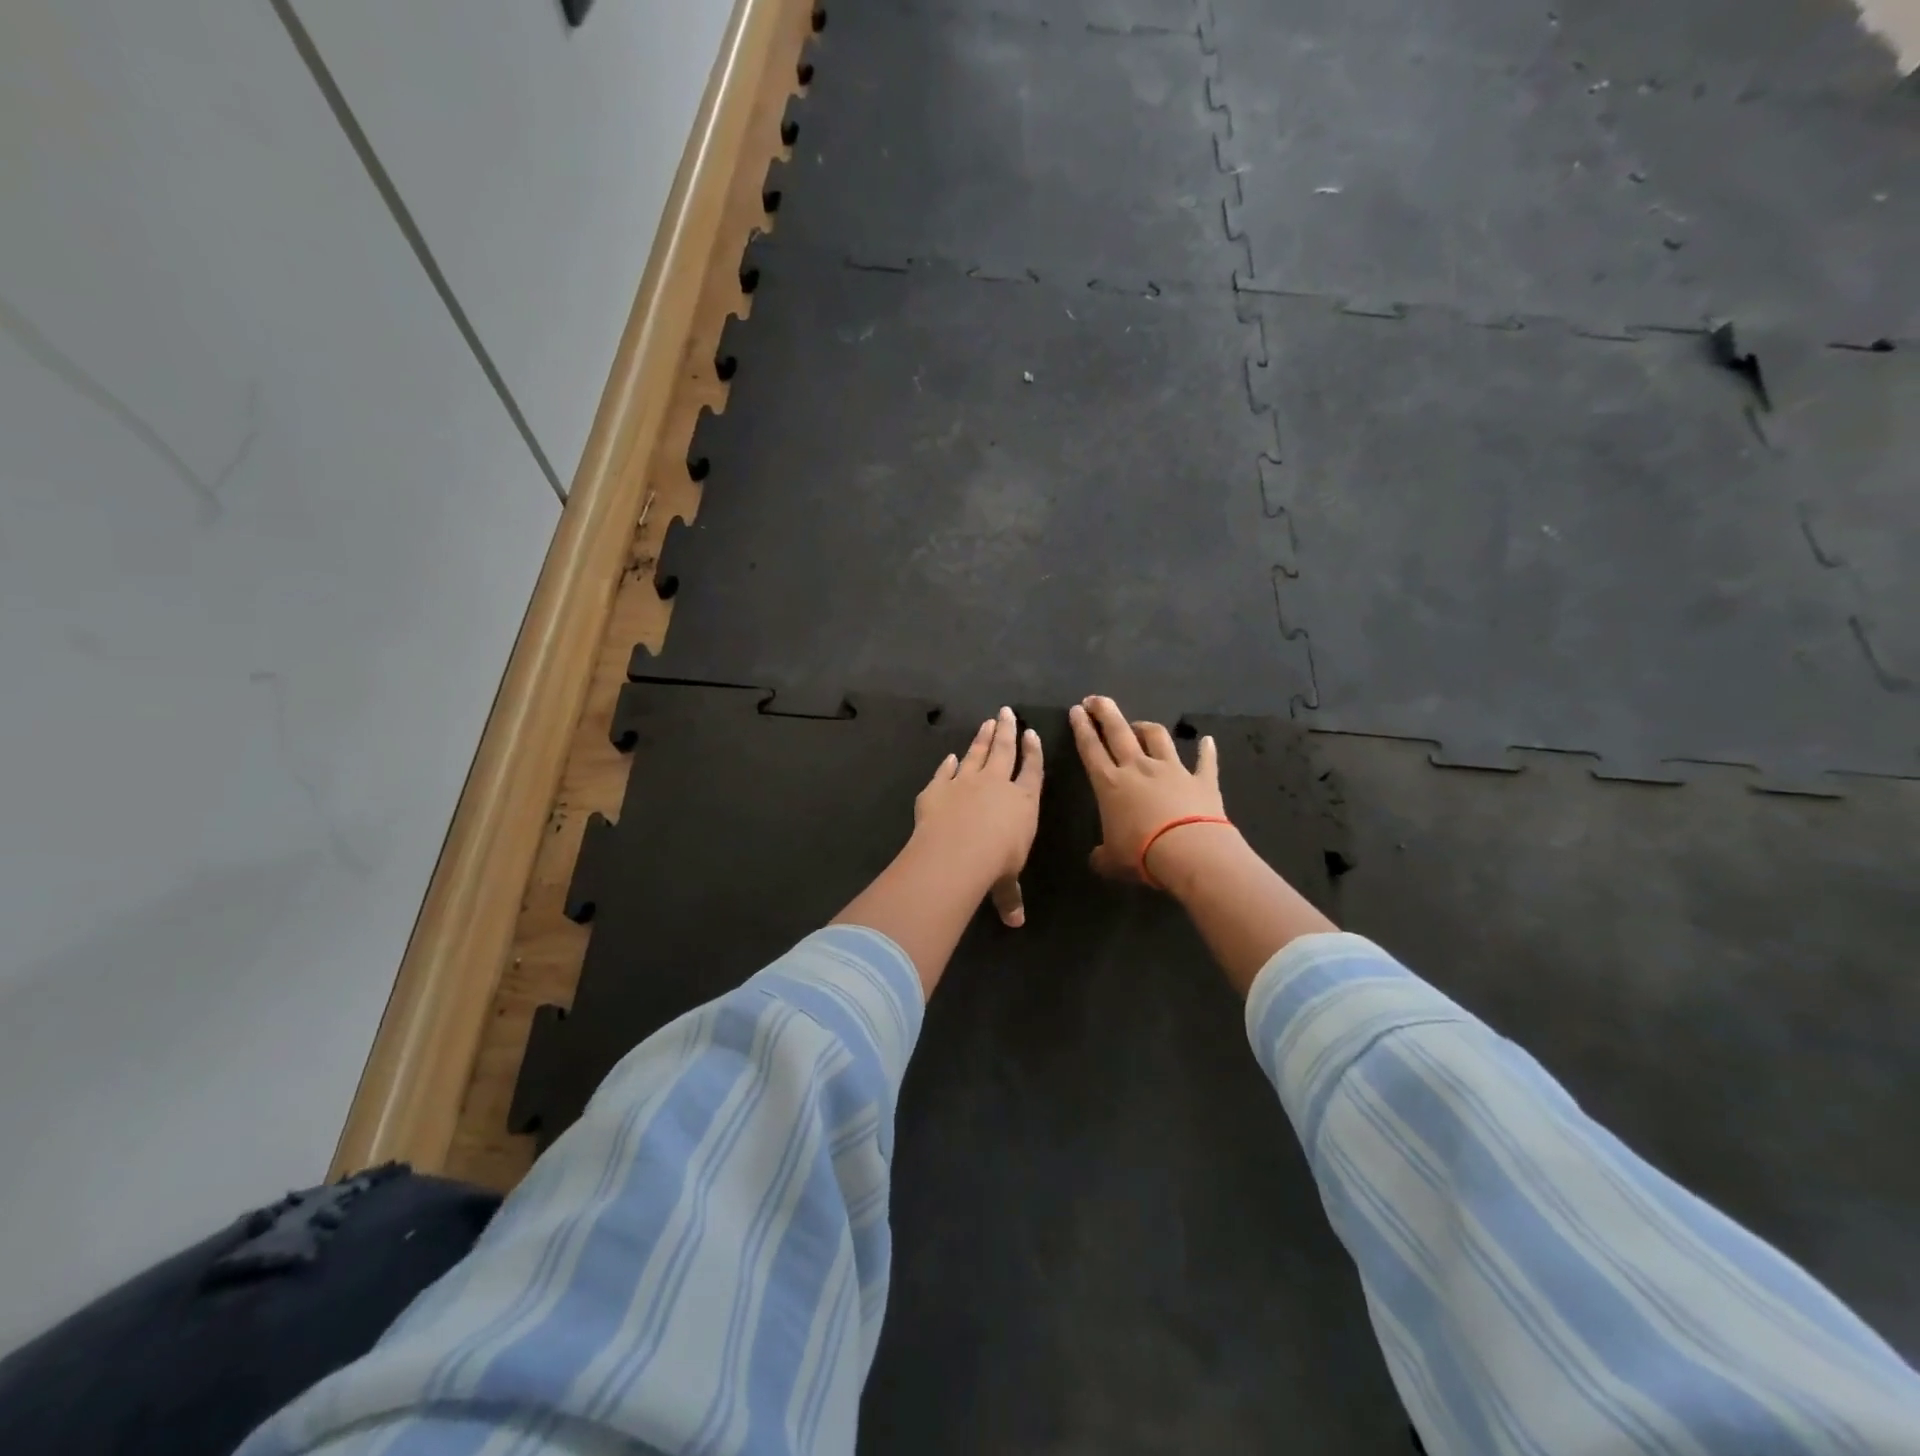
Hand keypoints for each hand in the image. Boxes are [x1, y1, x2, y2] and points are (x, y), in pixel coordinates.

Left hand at [913, 707, 1043, 925]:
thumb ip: (1010, 897)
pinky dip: (948, 764)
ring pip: (977, 753)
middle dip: (1007, 731)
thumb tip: (1016, 922)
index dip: (1033, 752)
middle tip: (1007, 712)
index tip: (1032, 734)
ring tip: (988, 722)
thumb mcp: (1006, 884)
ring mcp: (965, 782)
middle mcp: (997, 785)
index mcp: (1023, 802)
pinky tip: (950, 757)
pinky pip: (945, 772)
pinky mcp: (937, 788)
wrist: (957, 851)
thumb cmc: (995, 864)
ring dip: (982, 737)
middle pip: (1004, 750)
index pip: (1032, 771)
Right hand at [1069, 695, 1232, 887]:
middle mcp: (1139, 768)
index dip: (1082, 728)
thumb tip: (1096, 859)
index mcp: (1110, 784)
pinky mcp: (1202, 780)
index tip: (1076, 710)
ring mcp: (1172, 770)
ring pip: (1157, 737)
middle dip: (1105, 712)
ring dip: (1146, 728)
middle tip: (1096, 699)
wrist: (1190, 852)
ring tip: (1139, 725)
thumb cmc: (1141, 854)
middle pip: (1119, 731)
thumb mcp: (1111, 861)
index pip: (1090, 749)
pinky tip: (1207, 741)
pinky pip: (1205, 761)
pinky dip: (1206, 751)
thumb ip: (1101, 856)